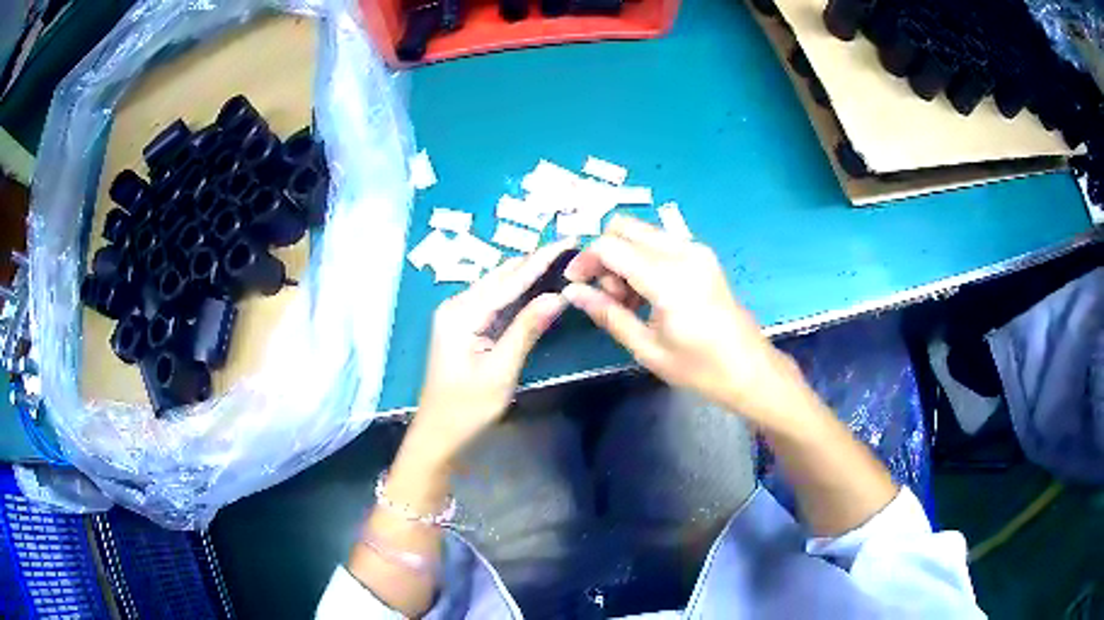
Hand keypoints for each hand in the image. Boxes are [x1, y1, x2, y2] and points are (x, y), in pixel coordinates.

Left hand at [406, 239, 574, 463]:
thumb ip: (526, 330)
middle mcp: (456, 305)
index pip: (509, 280)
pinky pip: (493, 299)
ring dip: (527, 273)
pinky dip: (516, 290)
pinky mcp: (462, 324)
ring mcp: (457, 314)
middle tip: (571, 248)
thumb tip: (557, 296)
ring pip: (498, 285)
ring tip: (560, 259)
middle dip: (535, 261)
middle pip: (502, 275)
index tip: (569, 240)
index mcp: (461, 313)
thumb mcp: (501, 371)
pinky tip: (536, 285)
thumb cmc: (467, 408)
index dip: (541, 260)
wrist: (438, 433)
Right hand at [563, 216, 801, 426]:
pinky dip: (642, 258)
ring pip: (641, 232)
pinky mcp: (702, 255)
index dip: (585, 260)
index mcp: (668, 279)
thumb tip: (573, 293)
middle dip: (604, 254)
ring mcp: (696, 250)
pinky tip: (647, 293)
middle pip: (624, 227)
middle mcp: (682, 252)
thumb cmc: (699, 368)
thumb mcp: (647, 349)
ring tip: (627, 299)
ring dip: (623, 256)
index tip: (576, 285)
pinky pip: (660, 242)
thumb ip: (608, 314)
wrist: (750, 369)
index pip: (610, 246)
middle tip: (604, 293)